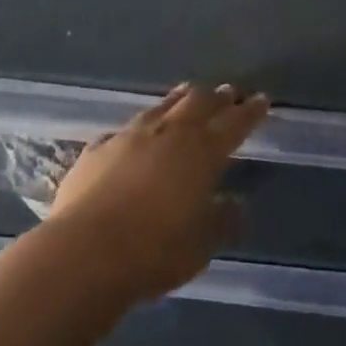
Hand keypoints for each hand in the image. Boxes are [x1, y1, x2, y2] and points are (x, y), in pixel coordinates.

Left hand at [47, 83, 269, 303]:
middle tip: (229, 92)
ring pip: (163, 106)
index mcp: (203, 151)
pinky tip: (134, 134)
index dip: (251, 111)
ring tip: (189, 92)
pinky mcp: (97, 149)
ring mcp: (130, 136)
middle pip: (200, 103)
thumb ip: (223, 220)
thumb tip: (234, 202)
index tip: (262, 100)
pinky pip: (124, 131)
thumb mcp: (202, 245)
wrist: (84, 253)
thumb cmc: (155, 251)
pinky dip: (138, 129)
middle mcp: (170, 133)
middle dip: (218, 97)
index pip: (235, 123)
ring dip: (180, 99)